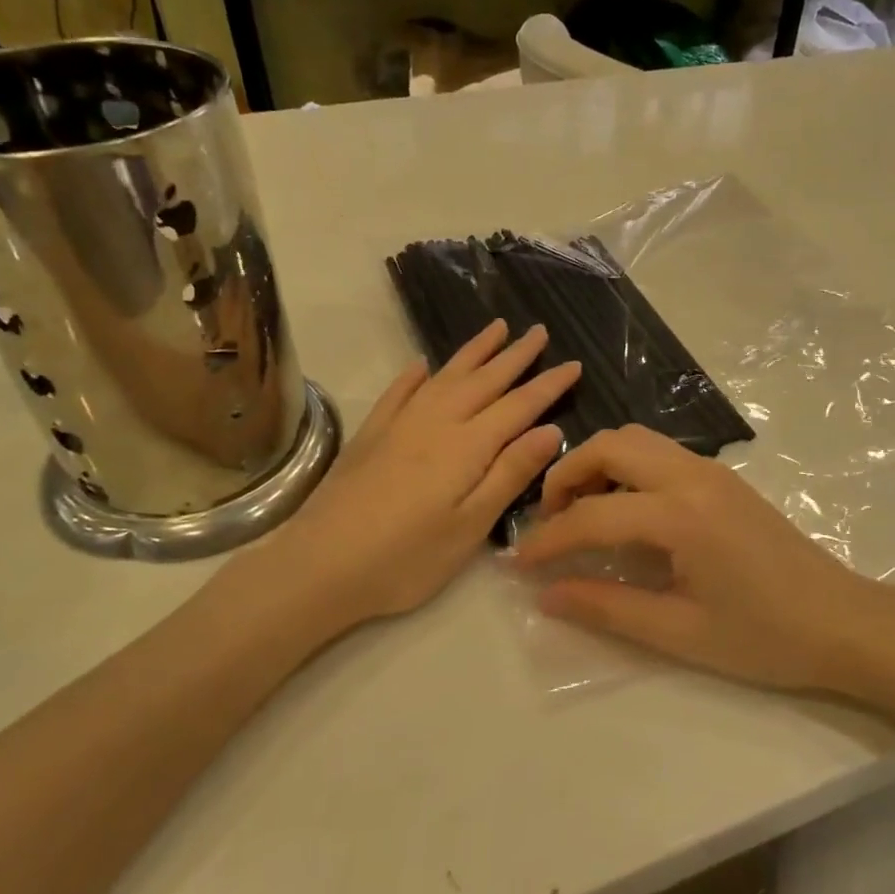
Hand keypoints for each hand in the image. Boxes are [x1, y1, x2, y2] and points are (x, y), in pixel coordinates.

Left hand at [228, 320, 579, 631]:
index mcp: (467, 446)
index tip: (574, 363)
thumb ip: (509, 474)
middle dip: (515, 355)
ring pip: (444, 376)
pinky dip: (414, 375)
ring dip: (473, 352)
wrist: (319, 565)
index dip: (548, 384)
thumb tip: (549, 430)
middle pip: (484, 380)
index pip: (519, 405)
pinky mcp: (370, 435)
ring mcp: (399, 424)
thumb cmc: (406, 558)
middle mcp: (436, 422)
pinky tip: (421, 366)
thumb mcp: (470, 526)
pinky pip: (398, 392)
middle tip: (539, 330)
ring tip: (495, 328)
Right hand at [516, 425, 891, 693]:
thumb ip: (607, 607)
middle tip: (549, 522)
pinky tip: (625, 512)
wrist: (844, 622)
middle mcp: (693, 476)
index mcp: (681, 514)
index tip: (518, 563)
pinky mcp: (723, 479)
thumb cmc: (765, 637)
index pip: (592, 515)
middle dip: (566, 476)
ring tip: (582, 513)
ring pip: (636, 440)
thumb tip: (546, 595)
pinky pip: (660, 453)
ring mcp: (712, 471)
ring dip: (598, 465)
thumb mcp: (680, 632)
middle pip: (611, 445)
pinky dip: (627, 468)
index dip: (548, 539)